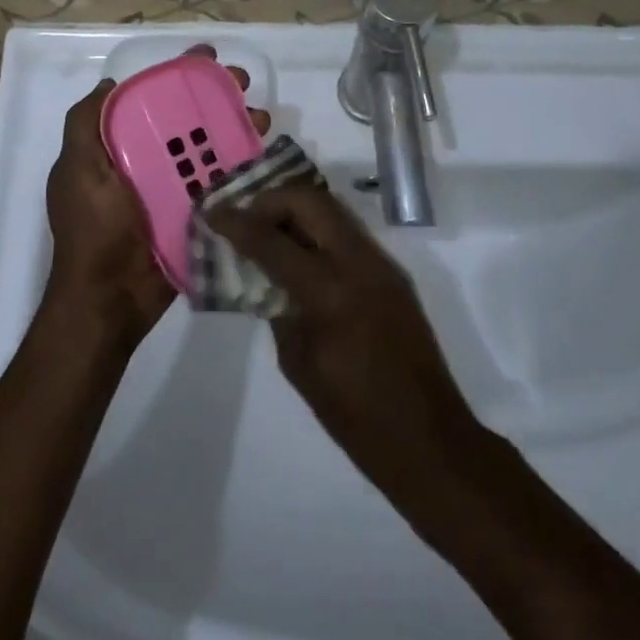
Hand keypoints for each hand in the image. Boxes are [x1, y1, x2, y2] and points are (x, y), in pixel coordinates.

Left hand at [45, 46, 268, 348]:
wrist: (111, 301)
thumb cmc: (94, 231)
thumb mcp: (78, 171)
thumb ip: (84, 126)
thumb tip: (110, 83)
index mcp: (117, 149)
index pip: (151, 101)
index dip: (178, 78)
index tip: (207, 60)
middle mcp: (146, 163)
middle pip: (187, 120)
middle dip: (216, 97)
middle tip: (244, 84)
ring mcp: (173, 190)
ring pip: (209, 148)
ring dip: (236, 127)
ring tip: (262, 118)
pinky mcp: (195, 215)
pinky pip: (220, 184)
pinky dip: (241, 166)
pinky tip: (263, 153)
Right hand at [207, 185, 479, 499]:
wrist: (428, 439)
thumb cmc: (354, 415)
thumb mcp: (298, 362)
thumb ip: (278, 308)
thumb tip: (263, 276)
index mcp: (331, 292)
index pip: (273, 240)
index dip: (237, 223)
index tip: (211, 212)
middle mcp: (360, 263)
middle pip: (310, 201)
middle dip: (271, 201)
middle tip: (244, 218)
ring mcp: (382, 264)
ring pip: (332, 209)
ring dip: (296, 210)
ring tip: (267, 230)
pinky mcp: (392, 274)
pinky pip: (347, 232)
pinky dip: (318, 229)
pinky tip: (298, 254)